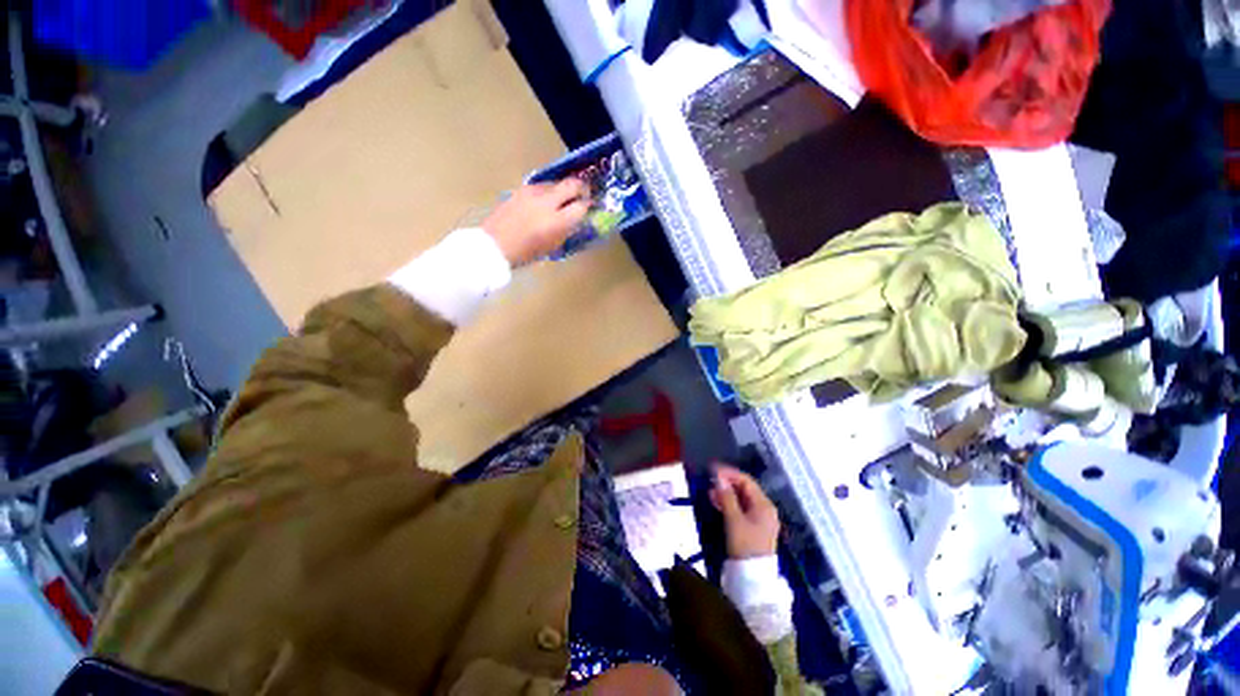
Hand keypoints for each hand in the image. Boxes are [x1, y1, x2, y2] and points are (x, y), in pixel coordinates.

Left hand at [482, 180, 589, 266]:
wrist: (494, 245)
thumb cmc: (524, 254)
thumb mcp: (551, 246)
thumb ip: (565, 231)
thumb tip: (575, 221)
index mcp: (556, 222)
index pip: (581, 207)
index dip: (587, 207)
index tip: (589, 208)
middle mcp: (547, 202)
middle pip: (571, 185)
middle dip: (581, 188)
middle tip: (583, 194)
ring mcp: (533, 193)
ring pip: (555, 183)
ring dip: (562, 190)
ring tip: (562, 200)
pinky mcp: (521, 190)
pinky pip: (541, 187)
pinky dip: (547, 192)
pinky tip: (544, 202)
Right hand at [710, 465, 780, 558]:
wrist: (752, 578)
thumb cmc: (745, 546)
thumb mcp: (734, 520)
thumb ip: (727, 497)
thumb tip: (719, 479)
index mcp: (764, 505)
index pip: (746, 481)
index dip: (729, 473)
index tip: (713, 470)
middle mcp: (764, 509)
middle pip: (745, 489)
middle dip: (727, 483)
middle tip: (710, 480)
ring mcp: (759, 519)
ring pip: (741, 499)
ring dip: (726, 493)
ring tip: (710, 491)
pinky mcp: (753, 527)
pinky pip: (740, 509)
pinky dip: (729, 504)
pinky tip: (716, 502)